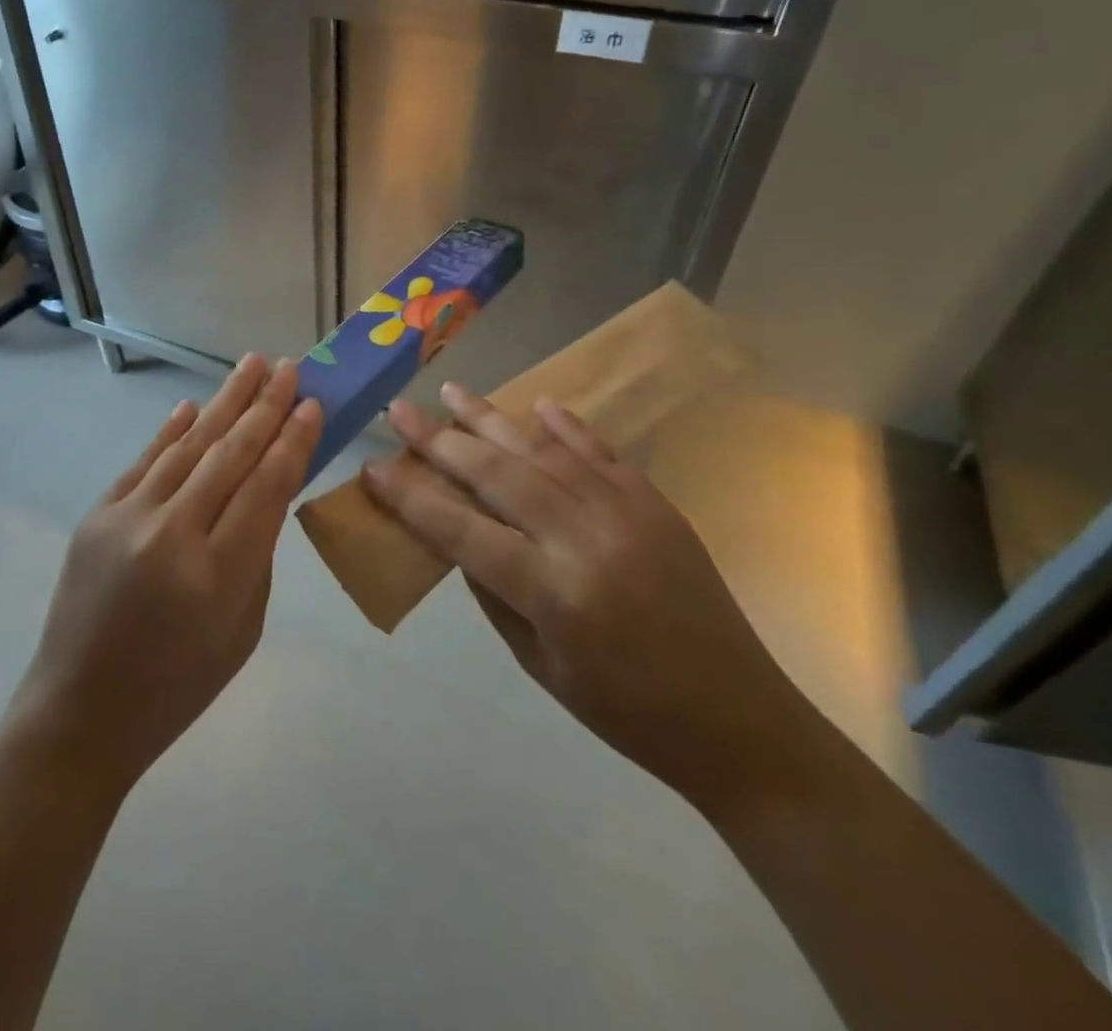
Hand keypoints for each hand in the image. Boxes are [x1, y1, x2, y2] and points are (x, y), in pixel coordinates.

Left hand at [11, 355, 322, 793]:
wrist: (82, 710)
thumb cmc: (179, 683)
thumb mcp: (242, 628)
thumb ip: (258, 552)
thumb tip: (266, 487)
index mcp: (217, 574)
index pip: (265, 486)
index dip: (292, 441)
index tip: (312, 403)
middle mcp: (171, 534)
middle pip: (229, 454)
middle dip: (264, 407)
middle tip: (288, 367)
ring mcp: (126, 519)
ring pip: (187, 446)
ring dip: (223, 403)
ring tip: (251, 365)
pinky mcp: (96, 515)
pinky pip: (143, 461)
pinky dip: (170, 431)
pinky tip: (193, 405)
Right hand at [361, 384, 815, 805]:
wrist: (738, 720)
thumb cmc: (626, 711)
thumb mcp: (539, 664)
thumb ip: (493, 592)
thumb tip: (459, 535)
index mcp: (553, 591)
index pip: (462, 530)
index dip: (411, 498)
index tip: (373, 467)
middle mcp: (585, 538)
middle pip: (497, 474)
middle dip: (439, 440)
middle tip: (399, 410)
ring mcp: (626, 512)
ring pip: (543, 451)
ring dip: (492, 419)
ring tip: (452, 391)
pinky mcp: (655, 503)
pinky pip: (601, 452)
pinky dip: (565, 426)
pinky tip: (536, 404)